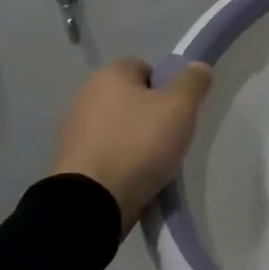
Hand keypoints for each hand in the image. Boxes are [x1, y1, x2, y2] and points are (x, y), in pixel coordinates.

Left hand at [52, 59, 213, 234]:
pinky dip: (120, 164)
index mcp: (109, 75)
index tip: (178, 111)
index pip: (145, 68)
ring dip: (135, 142)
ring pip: (118, 129)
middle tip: (171, 138)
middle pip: (131, 99)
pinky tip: (134, 180)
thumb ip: (193, 82)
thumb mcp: (180, 107)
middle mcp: (85, 96)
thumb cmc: (138, 143)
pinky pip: (105, 155)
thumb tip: (198, 67)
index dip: (166, 87)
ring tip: (154, 165)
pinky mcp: (70, 164)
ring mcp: (73, 131)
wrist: (91, 202)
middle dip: (151, 116)